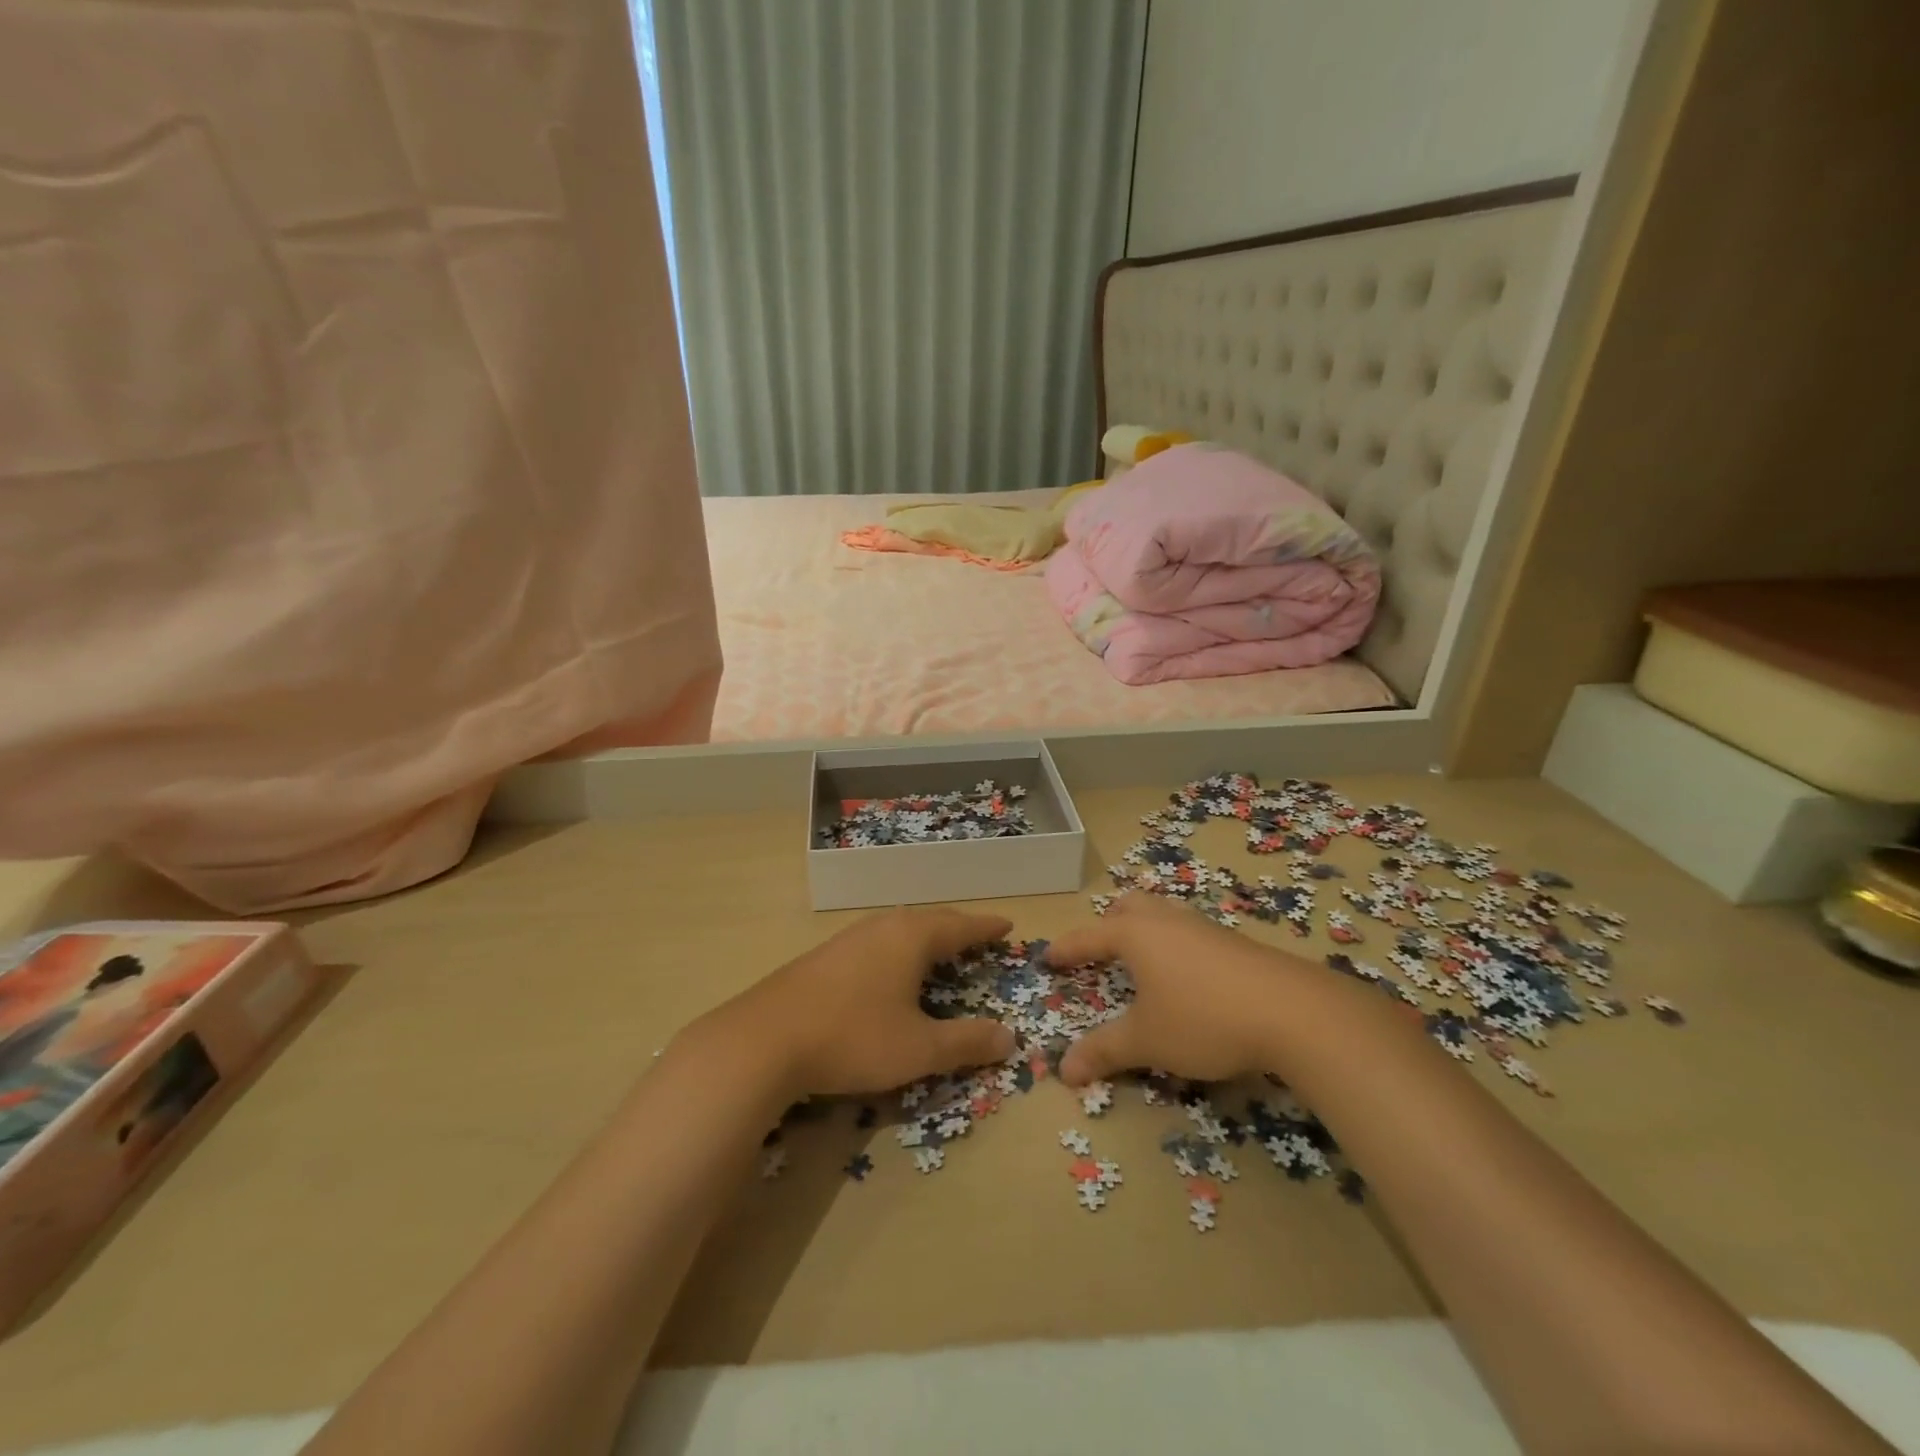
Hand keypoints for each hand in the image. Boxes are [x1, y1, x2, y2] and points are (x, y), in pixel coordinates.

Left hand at [702, 907, 1017, 1098]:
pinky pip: (876, 942)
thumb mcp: (919, 1048)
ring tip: (938, 950)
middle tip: (977, 937)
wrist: (765, 1039)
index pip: (960, 925)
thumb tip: (1008, 1037)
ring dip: (924, 937)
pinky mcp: (824, 956)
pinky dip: (897, 950)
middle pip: (930, 920)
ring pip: (899, 929)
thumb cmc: (854, 1037)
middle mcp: (882, 926)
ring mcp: (849, 938)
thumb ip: (966, 1042)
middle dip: (957, 929)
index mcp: (912, 937)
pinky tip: (888, 970)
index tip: (1007, 925)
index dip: (985, 927)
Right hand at [1048, 892, 1314, 1085]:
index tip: (1049, 958)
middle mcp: (1167, 920)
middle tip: (1100, 949)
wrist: (1293, 1012)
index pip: (1089, 936)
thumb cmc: (1203, 1019)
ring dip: (1145, 930)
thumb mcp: (1147, 1041)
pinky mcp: (1234, 942)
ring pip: (1164, 914)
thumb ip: (1104, 1051)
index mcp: (1136, 934)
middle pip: (1129, 906)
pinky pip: (1190, 932)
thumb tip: (1063, 1071)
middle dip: (1108, 924)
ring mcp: (1204, 927)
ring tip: (1142, 960)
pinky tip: (1187, 977)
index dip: (1067, 949)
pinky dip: (1175, 945)